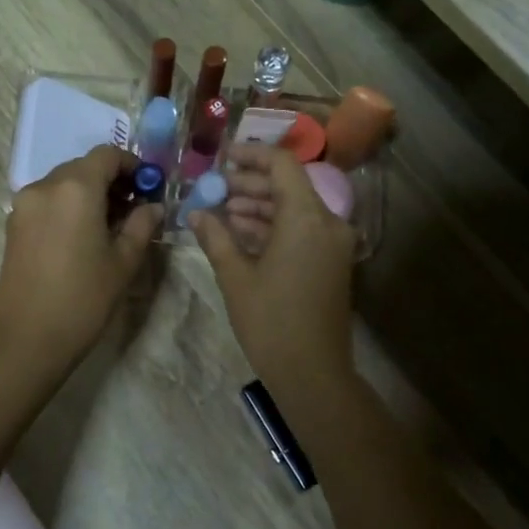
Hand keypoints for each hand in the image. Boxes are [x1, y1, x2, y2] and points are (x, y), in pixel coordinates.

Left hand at [0, 146, 161, 371]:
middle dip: (110, 180)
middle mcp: (45, 186)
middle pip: (83, 167)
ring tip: (109, 225)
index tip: (149, 186)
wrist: (28, 339)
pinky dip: (67, 206)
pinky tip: (82, 236)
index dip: (132, 164)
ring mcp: (24, 205)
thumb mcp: (124, 261)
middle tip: (133, 208)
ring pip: (63, 183)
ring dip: (88, 193)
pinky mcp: (13, 225)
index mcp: (76, 188)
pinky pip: (47, 201)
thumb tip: (153, 206)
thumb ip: (141, 224)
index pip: (107, 155)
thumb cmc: (84, 299)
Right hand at [191, 144, 356, 389]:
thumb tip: (195, 212)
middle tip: (214, 188)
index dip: (251, 155)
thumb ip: (215, 237)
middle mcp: (327, 222)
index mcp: (306, 218)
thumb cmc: (271, 322)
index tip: (222, 158)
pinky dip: (274, 226)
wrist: (313, 373)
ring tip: (220, 212)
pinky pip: (302, 230)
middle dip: (250, 184)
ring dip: (259, 206)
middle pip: (288, 185)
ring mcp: (333, 243)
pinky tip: (241, 233)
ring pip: (294, 208)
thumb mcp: (235, 276)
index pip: (282, 164)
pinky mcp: (331, 262)